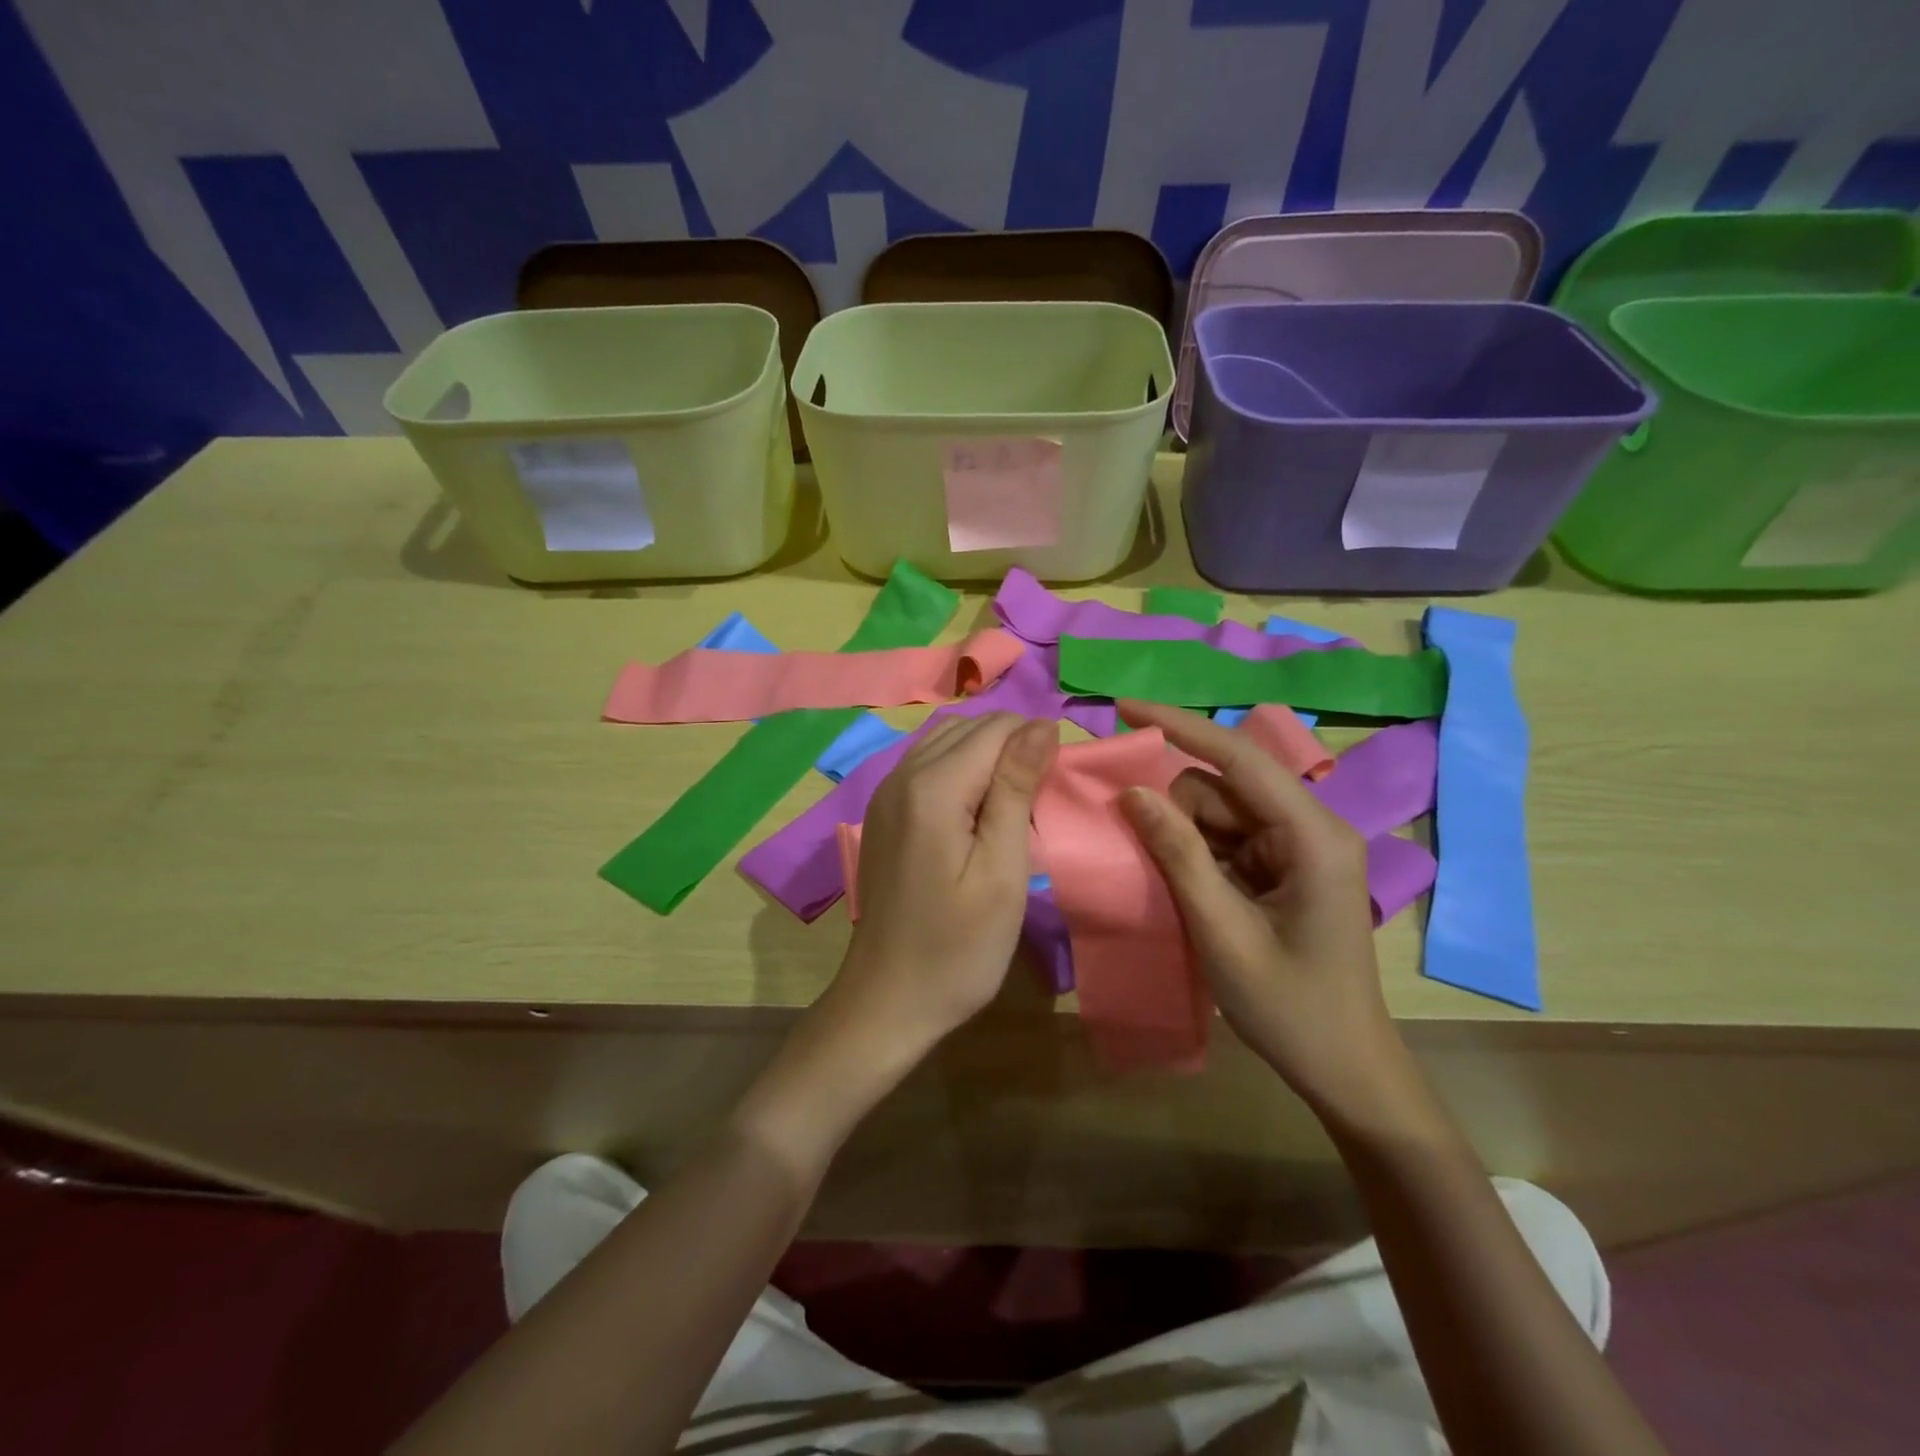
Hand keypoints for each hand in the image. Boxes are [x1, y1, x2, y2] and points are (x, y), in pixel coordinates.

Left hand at [833, 713, 1058, 1058]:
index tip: (1060, 781)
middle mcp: (900, 776)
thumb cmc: (957, 948)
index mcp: (931, 787)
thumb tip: (1040, 725)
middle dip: (1012, 743)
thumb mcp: (1002, 872)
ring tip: (1019, 796)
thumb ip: (1017, 789)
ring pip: (944, 741)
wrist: (887, 1000)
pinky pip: (926, 764)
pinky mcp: (882, 814)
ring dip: (986, 752)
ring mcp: (884, 794)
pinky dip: (960, 767)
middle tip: (1044, 793)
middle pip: (967, 727)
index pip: (995, 729)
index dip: (1036, 740)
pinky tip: (979, 805)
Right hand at [1115, 699, 1413, 1121]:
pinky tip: (1180, 887)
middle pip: (1223, 787)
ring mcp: (1297, 848)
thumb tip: (1132, 791)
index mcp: (1312, 836)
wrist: (1344, 1070)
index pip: (1240, 758)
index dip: (1180, 727)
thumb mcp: (1221, 930)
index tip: (1124, 710)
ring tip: (1165, 885)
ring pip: (1219, 813)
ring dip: (1181, 836)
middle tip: (1139, 853)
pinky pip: (1225, 839)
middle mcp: (1309, 828)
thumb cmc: (1289, 1007)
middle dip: (1174, 809)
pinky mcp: (1283, 869)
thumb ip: (1178, 855)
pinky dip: (1194, 854)